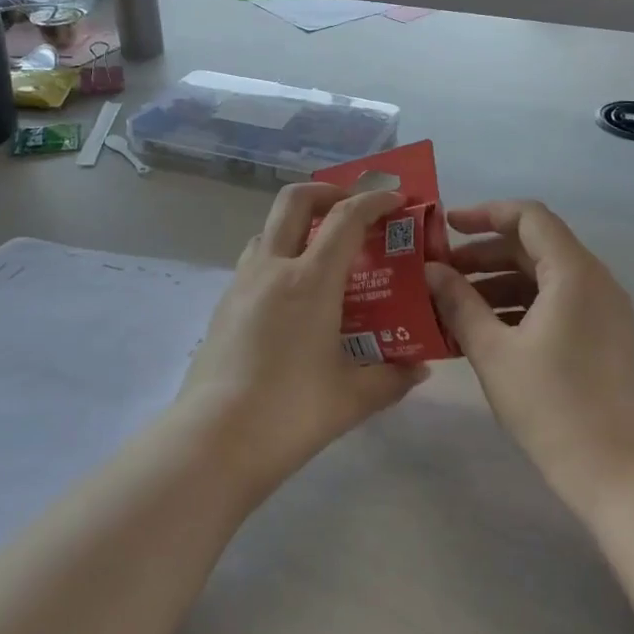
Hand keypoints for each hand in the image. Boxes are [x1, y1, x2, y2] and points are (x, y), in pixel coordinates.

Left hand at [176, 182, 428, 497]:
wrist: (214, 441)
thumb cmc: (290, 412)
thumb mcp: (353, 397)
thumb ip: (392, 377)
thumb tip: (418, 368)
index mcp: (310, 281)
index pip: (345, 218)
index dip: (374, 201)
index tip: (396, 201)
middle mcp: (272, 269)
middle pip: (295, 201)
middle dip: (328, 192)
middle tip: (352, 209)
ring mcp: (241, 285)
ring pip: (269, 229)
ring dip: (299, 225)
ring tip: (324, 254)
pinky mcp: (223, 306)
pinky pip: (254, 262)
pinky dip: (279, 257)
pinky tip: (294, 297)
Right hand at [425, 201, 633, 513]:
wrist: (615, 467)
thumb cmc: (549, 403)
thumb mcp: (492, 350)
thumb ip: (458, 302)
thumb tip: (431, 270)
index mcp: (573, 272)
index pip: (529, 217)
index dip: (485, 214)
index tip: (446, 227)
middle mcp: (595, 280)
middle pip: (535, 246)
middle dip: (485, 254)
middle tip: (441, 272)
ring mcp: (604, 309)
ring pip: (545, 276)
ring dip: (499, 281)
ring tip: (454, 303)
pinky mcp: (604, 335)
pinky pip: (558, 302)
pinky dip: (521, 305)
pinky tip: (486, 329)